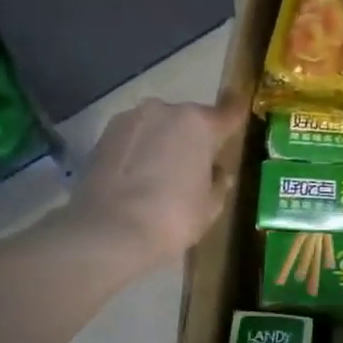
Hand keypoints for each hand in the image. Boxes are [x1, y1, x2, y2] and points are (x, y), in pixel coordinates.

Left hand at [70, 98, 246, 275]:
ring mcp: (129, 120)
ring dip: (163, 142)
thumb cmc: (173, 217)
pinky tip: (138, 178)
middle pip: (189, 120)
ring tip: (162, 173)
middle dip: (194, 137)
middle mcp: (164, 110)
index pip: (228, 114)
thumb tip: (217, 172)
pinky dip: (139, 152)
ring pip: (157, 127)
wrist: (108, 232)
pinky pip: (133, 139)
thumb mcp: (210, 206)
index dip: (235, 120)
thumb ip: (218, 182)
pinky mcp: (102, 136)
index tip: (240, 122)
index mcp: (198, 123)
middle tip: (196, 165)